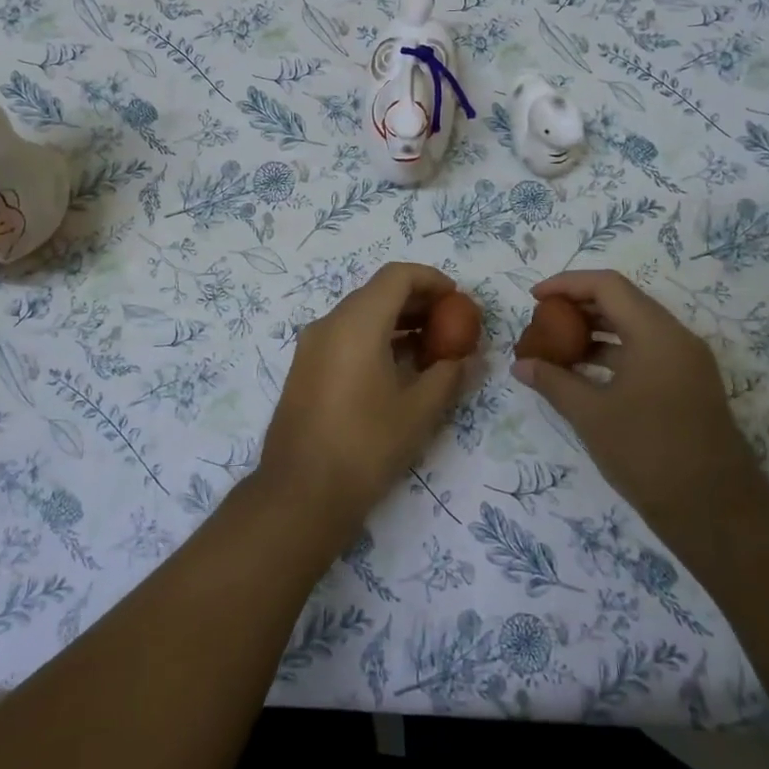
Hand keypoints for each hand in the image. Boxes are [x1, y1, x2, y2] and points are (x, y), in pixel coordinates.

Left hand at [259, 262, 468, 537]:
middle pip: (378, 292)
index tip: (458, 301)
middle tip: (451, 325)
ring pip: (361, 314)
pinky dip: (375, 338)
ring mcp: (312, 345)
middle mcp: (329, 323)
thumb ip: (448, 375)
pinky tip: (399, 368)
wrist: (300, 493)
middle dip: (418, 302)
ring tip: (432, 349)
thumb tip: (467, 357)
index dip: (432, 280)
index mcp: (357, 323)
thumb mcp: (419, 411)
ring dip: (397, 321)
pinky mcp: (305, 367)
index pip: (397, 276)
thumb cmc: (365, 447)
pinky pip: (345, 335)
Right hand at [513, 270, 766, 549]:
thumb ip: (553, 382)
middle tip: (542, 321)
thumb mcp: (591, 416)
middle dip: (579, 306)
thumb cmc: (648, 454)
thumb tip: (521, 365)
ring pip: (635, 327)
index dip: (567, 284)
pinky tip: (584, 373)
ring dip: (595, 331)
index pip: (607, 285)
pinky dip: (613, 353)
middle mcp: (676, 338)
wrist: (716, 513)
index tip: (534, 299)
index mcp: (656, 334)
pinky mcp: (689, 385)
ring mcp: (687, 362)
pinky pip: (646, 351)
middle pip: (623, 301)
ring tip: (557, 347)